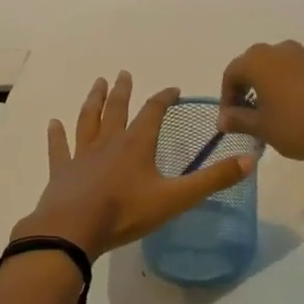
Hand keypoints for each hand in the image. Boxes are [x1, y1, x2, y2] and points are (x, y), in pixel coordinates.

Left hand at [16, 72, 255, 257]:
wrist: (73, 229)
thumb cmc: (126, 212)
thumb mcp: (176, 198)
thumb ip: (213, 180)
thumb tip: (250, 159)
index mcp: (137, 144)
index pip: (153, 112)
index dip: (164, 98)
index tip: (172, 89)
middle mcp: (109, 142)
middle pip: (117, 109)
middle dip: (123, 91)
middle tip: (123, 73)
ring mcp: (82, 155)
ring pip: (88, 120)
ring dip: (93, 101)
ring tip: (97, 84)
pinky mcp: (61, 172)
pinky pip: (59, 148)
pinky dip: (56, 135)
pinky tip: (53, 124)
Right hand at [217, 41, 303, 173]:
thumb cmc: (297, 128)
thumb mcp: (262, 128)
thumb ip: (238, 120)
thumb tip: (223, 118)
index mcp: (260, 61)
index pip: (232, 73)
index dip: (226, 96)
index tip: (229, 120)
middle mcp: (283, 51)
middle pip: (255, 65)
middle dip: (247, 88)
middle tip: (247, 115)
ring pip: (279, 68)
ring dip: (270, 87)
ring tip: (272, 115)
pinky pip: (300, 74)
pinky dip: (292, 88)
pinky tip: (299, 112)